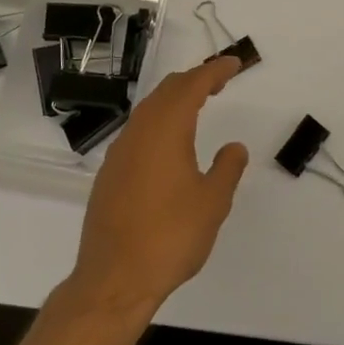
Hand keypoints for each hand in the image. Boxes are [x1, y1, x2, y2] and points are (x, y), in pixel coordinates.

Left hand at [69, 56, 248, 314]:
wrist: (114, 280)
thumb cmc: (170, 237)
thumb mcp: (212, 203)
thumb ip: (227, 168)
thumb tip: (234, 147)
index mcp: (166, 129)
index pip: (192, 85)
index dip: (214, 70)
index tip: (234, 64)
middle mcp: (139, 131)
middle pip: (167, 90)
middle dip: (194, 80)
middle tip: (219, 82)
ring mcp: (120, 152)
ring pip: (149, 109)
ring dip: (174, 100)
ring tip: (197, 106)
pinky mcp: (109, 173)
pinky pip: (138, 130)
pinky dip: (159, 122)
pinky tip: (168, 143)